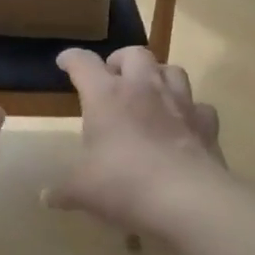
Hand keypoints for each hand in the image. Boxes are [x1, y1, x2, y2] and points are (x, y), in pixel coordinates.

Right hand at [47, 47, 225, 234]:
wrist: (188, 200)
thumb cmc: (124, 184)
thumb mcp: (82, 190)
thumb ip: (63, 190)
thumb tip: (48, 198)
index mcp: (106, 95)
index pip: (83, 63)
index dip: (71, 59)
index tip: (65, 62)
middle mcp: (143, 88)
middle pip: (134, 54)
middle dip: (120, 60)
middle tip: (112, 78)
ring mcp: (180, 102)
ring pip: (171, 70)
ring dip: (157, 76)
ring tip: (148, 93)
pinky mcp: (207, 123)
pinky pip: (199, 106)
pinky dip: (189, 110)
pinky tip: (182, 124)